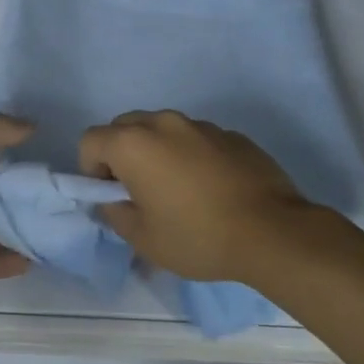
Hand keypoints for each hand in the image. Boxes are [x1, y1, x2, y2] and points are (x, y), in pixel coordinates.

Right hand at [78, 110, 317, 283]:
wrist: (272, 232)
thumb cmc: (197, 236)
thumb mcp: (144, 239)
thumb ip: (116, 213)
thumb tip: (114, 201)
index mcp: (134, 144)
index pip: (90, 140)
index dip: (91, 169)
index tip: (111, 196)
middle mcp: (164, 123)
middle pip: (125, 127)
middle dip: (121, 154)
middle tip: (139, 191)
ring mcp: (202, 125)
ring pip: (163, 130)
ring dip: (158, 152)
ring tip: (178, 190)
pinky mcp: (232, 135)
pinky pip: (196, 139)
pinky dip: (192, 156)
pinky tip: (211, 189)